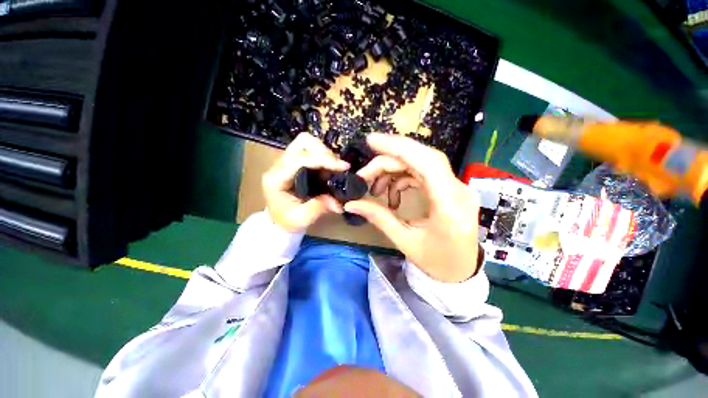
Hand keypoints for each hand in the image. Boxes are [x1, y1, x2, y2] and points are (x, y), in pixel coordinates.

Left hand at [263, 132, 349, 231]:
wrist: (279, 219)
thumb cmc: (287, 220)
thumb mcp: (302, 218)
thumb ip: (319, 208)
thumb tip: (339, 202)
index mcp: (277, 178)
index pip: (301, 159)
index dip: (324, 160)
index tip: (344, 167)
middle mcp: (280, 164)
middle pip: (303, 142)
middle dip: (324, 152)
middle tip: (337, 168)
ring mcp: (287, 161)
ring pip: (307, 142)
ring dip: (325, 153)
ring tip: (334, 169)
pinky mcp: (295, 162)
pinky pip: (311, 150)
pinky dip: (324, 157)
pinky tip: (330, 170)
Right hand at [344, 134, 480, 282]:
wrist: (461, 271)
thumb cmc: (436, 262)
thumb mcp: (404, 241)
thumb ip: (379, 217)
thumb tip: (351, 203)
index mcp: (449, 205)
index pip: (427, 163)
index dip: (399, 147)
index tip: (371, 141)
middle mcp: (457, 189)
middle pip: (421, 159)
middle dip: (388, 160)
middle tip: (364, 175)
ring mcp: (455, 187)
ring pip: (420, 164)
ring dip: (393, 171)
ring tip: (376, 190)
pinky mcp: (449, 188)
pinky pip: (422, 173)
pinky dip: (402, 178)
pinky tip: (392, 195)